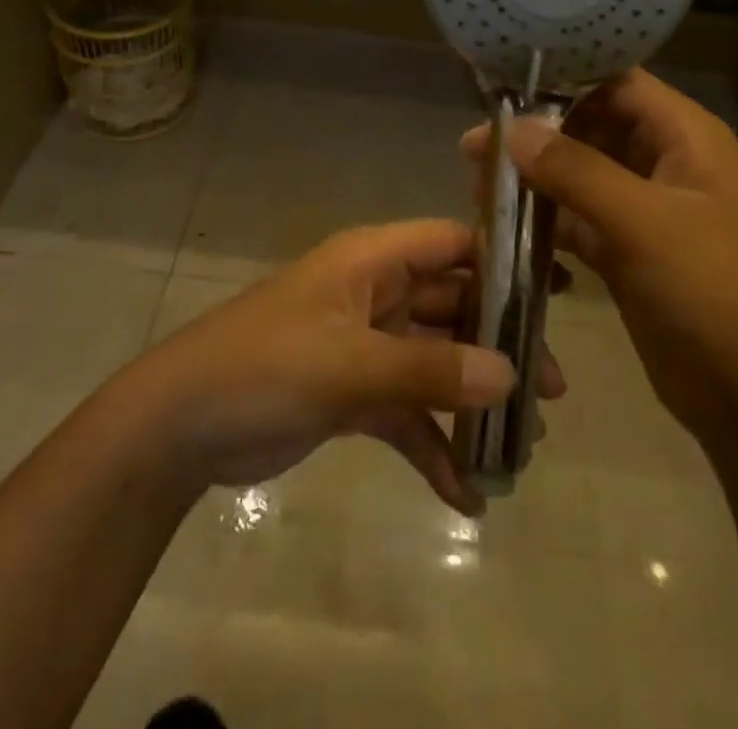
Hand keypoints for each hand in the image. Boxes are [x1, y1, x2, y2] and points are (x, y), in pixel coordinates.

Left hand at [126, 219, 565, 515]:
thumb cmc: (263, 367)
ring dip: (473, 401)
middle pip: (452, 306)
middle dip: (499, 345)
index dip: (502, 261)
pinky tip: (467, 496)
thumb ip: (428, 370)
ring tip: (523, 448)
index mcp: (371, 261)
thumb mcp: (347, 364)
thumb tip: (511, 374)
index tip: (557, 297)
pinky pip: (407, 414)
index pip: (451, 242)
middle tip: (554, 391)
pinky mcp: (352, 394)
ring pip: (435, 363)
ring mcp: (364, 345)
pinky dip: (434, 446)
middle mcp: (375, 294)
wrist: (180, 426)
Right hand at [462, 72, 737, 442]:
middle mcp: (664, 163)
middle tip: (474, 147)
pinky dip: (544, 221)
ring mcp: (645, 211)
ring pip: (578, 176)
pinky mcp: (627, 255)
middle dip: (536, 133)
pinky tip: (503, 226)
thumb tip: (512, 129)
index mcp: (685, 137)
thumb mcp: (647, 223)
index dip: (561, 78)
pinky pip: (577, 222)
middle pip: (590, 127)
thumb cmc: (720, 293)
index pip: (616, 82)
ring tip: (477, 185)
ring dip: (533, 178)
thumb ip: (576, 171)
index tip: (502, 87)